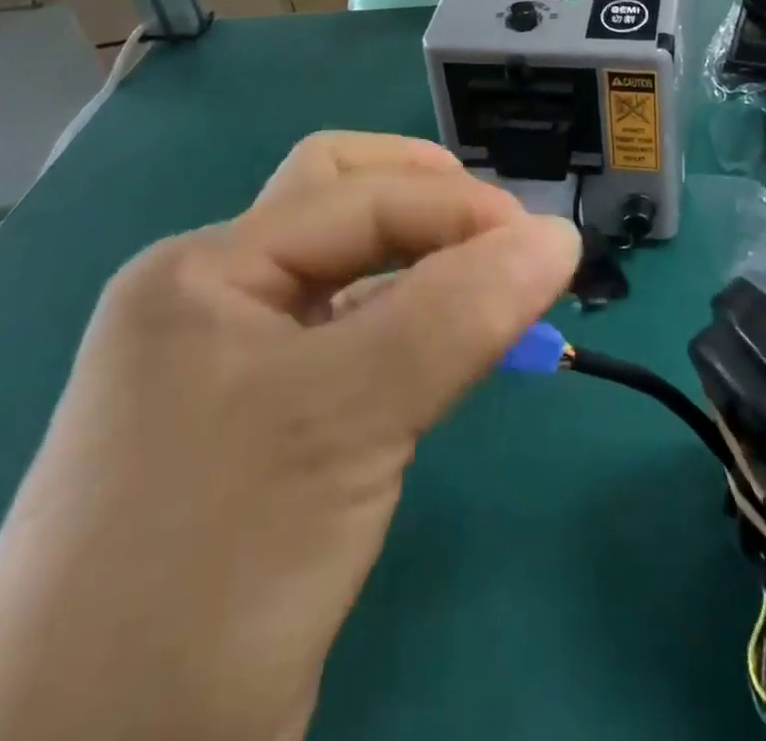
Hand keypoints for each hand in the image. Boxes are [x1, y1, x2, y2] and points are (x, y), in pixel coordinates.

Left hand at [0, 133, 578, 740]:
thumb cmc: (205, 568)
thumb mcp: (341, 418)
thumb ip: (458, 314)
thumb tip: (560, 236)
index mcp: (204, 270)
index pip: (357, 196)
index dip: (459, 207)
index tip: (550, 249)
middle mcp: (216, 301)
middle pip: (340, 205)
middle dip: (428, 204)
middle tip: (501, 240)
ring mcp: (235, 367)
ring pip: (351, 274)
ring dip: (425, 265)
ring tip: (493, 294)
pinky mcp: (266, 430)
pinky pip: (353, 343)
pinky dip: (411, 328)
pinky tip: (449, 352)